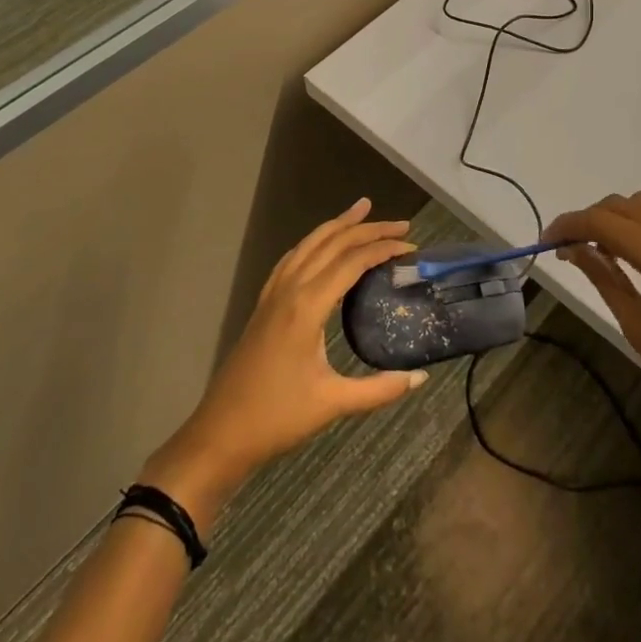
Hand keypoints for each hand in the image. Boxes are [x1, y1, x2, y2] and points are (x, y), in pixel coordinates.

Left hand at [141, 199, 424, 528]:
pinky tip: (321, 244)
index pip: (352, 262)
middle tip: (401, 223)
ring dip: (338, 225)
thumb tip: (420, 376)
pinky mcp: (264, 303)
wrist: (220, 433)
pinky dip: (314, 242)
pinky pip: (293, 258)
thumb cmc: (277, 418)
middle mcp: (290, 289)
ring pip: (309, 244)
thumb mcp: (333, 403)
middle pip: (332, 244)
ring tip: (362, 209)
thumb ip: (379, 389)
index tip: (411, 246)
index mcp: (308, 306)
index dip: (383, 248)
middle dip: (367, 228)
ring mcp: (273, 293)